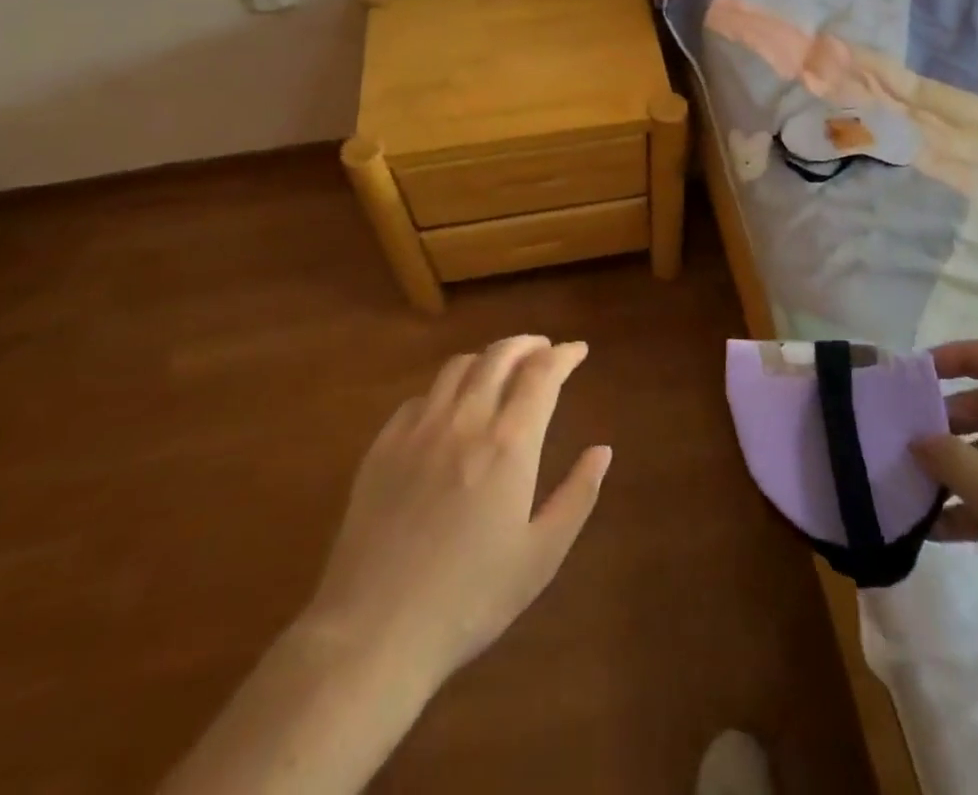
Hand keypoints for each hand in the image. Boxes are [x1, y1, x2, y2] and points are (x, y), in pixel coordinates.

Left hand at [305, 335, 611, 689]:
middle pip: (499, 356)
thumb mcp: (540, 556)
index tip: (578, 350)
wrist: (374, 633)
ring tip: (501, 369)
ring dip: (487, 358)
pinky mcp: (383, 446)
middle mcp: (465, 420)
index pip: (542, 374)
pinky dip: (446, 389)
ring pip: (458, 367)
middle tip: (543, 350)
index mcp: (509, 444)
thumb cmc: (470, 599)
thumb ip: (577, 496)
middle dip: (527, 345)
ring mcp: (419, 429)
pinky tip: (449, 407)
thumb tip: (603, 450)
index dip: (563, 355)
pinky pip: (420, 397)